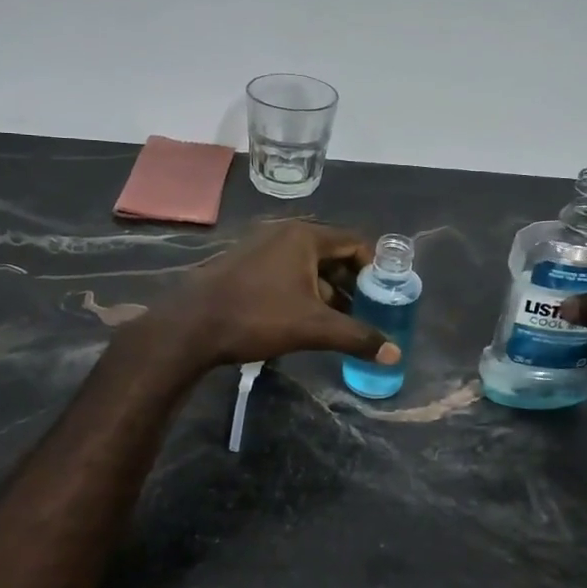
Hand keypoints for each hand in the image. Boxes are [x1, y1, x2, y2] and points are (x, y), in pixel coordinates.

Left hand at [138, 221, 400, 371]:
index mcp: (304, 236)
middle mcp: (284, 233)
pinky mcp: (245, 264)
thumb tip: (395, 354)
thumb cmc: (258, 317)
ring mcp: (261, 247)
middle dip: (351, 282)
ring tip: (339, 321)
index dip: (373, 268)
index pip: (353, 242)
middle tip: (366, 311)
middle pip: (332, 252)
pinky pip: (286, 271)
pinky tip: (305, 319)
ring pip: (308, 264)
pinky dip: (302, 290)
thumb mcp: (314, 328)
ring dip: (327, 289)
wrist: (191, 326)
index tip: (383, 296)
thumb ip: (357, 337)